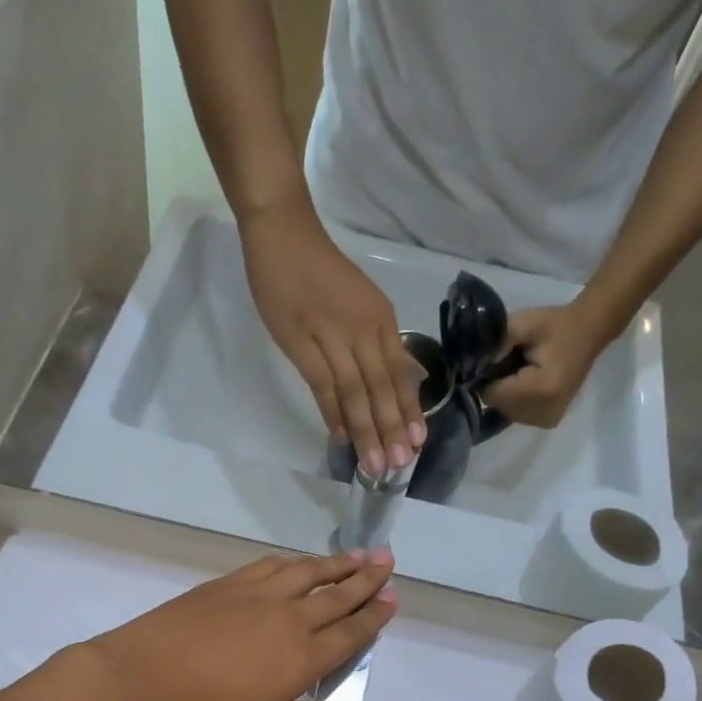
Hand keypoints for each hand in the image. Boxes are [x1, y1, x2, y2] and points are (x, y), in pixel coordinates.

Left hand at [70, 549, 395, 700]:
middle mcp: (289, 618)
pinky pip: (271, 565)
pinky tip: (299, 562)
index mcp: (302, 658)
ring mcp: (257, 595)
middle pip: (337, 594)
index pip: (351, 632)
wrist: (136, 682)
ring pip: (308, 571)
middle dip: (366, 578)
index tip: (392, 598)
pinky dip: (294, 562)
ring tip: (358, 554)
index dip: (375, 615)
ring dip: (336, 562)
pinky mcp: (228, 583)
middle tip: (388, 561)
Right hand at [240, 198, 425, 475]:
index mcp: (381, 321)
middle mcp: (364, 330)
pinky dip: (333, 411)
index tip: (417, 443)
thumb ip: (381, 341)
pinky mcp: (302, 342)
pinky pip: (322, 383)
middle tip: (400, 465)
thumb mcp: (363, 302)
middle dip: (392, 429)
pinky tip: (342, 437)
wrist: (284, 235)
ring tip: (375, 464)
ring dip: (367, 430)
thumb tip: (405, 375)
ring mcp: (333, 336)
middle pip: (382, 388)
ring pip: (356, 392)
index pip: (399, 374)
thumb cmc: (320, 270)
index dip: (409, 411)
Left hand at [482, 303, 615, 428]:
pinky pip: (517, 414)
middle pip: (497, 405)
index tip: (498, 358)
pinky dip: (517, 400)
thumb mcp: (523, 324)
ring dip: (507, 394)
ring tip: (523, 372)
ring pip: (505, 411)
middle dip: (498, 385)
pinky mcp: (548, 421)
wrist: (589, 332)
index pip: (491, 394)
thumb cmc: (555, 325)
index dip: (487, 376)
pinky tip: (529, 383)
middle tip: (513, 362)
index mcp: (539, 390)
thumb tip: (473, 365)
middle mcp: (543, 412)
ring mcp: (547, 420)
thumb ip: (495, 344)